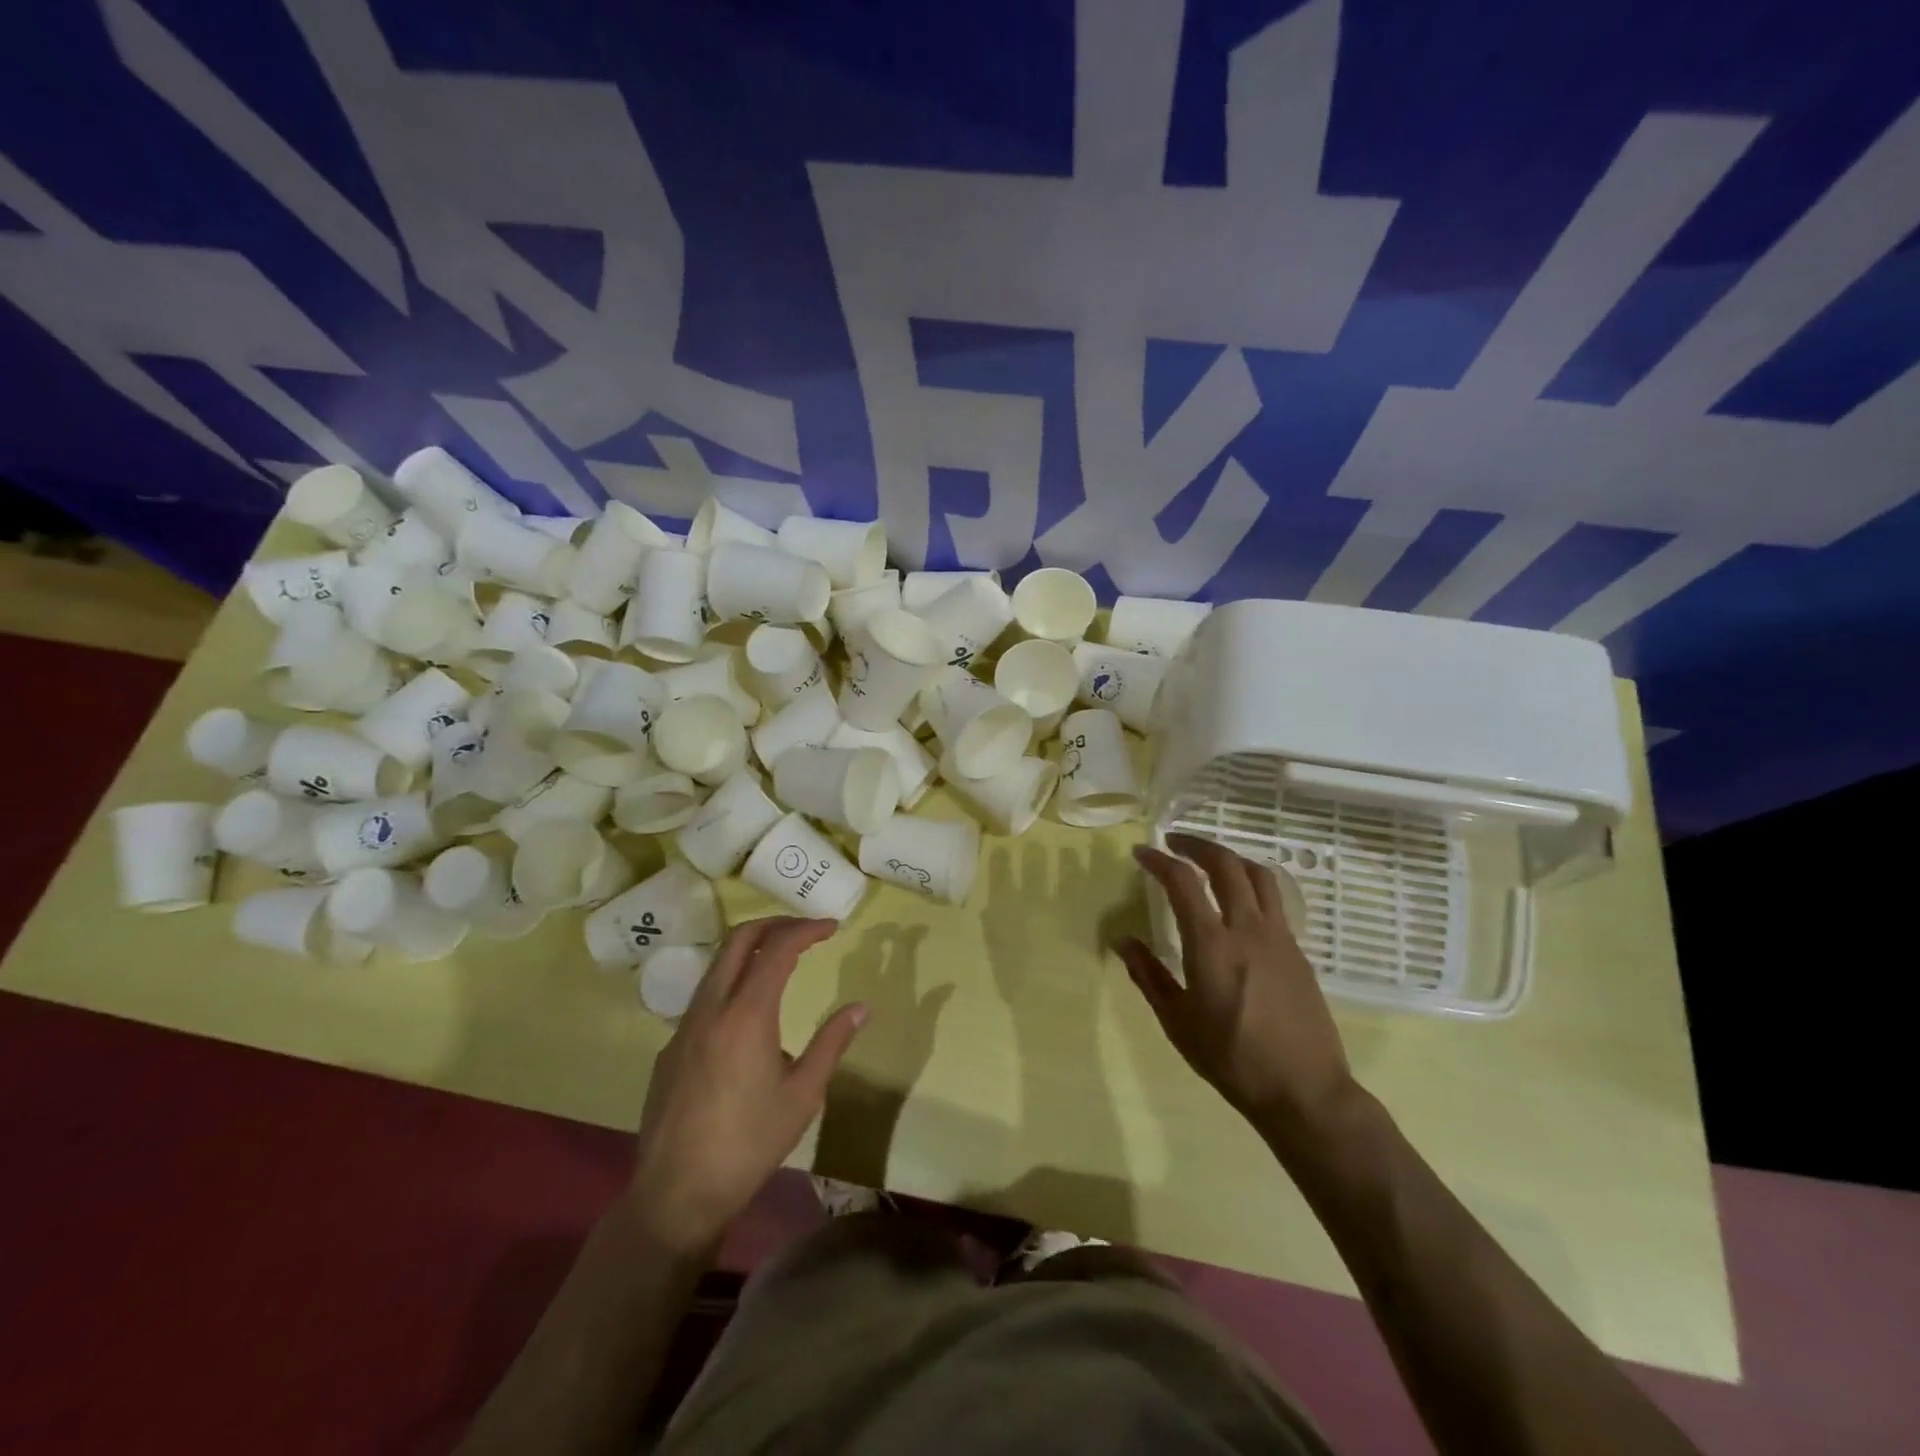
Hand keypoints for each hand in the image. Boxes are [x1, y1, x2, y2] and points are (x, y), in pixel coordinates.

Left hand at [626, 917, 866, 1253]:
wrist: (677, 1193)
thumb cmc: (750, 1143)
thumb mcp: (803, 1095)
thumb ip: (832, 1043)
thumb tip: (861, 1007)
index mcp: (747, 1014)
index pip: (778, 947)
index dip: (807, 929)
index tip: (832, 927)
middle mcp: (711, 1007)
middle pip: (739, 938)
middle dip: (775, 923)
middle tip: (806, 930)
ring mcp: (684, 1026)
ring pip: (717, 965)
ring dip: (750, 950)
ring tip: (782, 961)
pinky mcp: (670, 1048)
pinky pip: (704, 998)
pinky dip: (732, 985)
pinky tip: (748, 1020)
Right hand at [1119, 835, 1356, 1146]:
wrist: (1305, 1090)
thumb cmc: (1232, 1059)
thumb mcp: (1178, 1022)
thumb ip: (1149, 976)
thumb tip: (1123, 941)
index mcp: (1213, 945)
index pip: (1183, 882)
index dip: (1160, 860)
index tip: (1142, 853)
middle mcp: (1248, 929)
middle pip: (1226, 864)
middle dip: (1197, 846)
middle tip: (1175, 843)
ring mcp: (1279, 937)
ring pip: (1258, 876)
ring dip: (1230, 858)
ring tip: (1209, 862)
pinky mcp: (1298, 951)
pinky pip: (1274, 901)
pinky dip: (1251, 884)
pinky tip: (1239, 903)